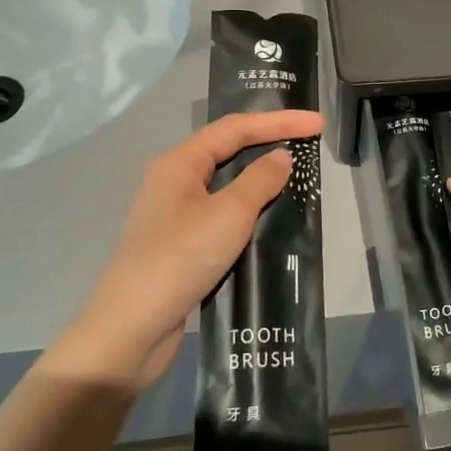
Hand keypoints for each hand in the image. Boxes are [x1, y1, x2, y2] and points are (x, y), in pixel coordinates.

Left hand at [46, 110, 323, 389]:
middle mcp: (174, 181)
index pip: (236, 128)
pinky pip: (222, 213)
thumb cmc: (181, 259)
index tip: (318, 123)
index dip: (280, 121)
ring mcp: (175, 214)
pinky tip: (271, 216)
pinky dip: (250, 208)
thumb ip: (260, 180)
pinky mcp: (182, 244)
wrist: (132, 329)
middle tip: (309, 140)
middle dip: (269, 140)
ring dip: (260, 176)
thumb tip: (282, 156)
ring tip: (297, 174)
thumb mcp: (229, 214)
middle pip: (228, 149)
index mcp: (179, 163)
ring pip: (226, 183)